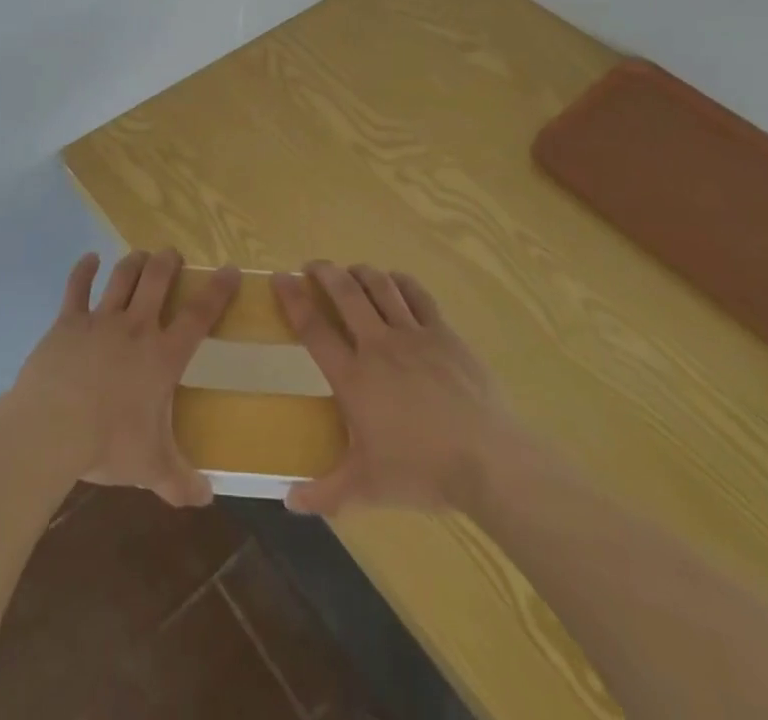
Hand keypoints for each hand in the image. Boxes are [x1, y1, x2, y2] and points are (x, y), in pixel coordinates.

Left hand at [10, 249, 238, 507]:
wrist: (52, 428)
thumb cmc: (108, 443)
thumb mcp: (151, 467)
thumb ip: (181, 482)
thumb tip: (207, 499)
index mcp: (162, 356)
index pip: (199, 315)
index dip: (218, 290)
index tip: (230, 270)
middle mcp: (135, 327)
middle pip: (158, 279)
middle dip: (169, 261)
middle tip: (174, 254)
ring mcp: (100, 320)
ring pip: (122, 276)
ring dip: (134, 261)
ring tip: (142, 255)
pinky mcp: (68, 321)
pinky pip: (77, 287)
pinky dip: (84, 269)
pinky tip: (90, 258)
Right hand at [272, 260, 518, 514]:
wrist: (488, 460)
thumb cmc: (421, 471)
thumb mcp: (367, 488)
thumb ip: (325, 493)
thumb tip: (288, 501)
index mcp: (353, 377)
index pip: (313, 328)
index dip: (293, 299)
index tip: (279, 278)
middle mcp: (378, 345)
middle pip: (345, 293)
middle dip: (324, 272)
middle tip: (312, 266)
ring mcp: (413, 335)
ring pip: (380, 286)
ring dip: (361, 272)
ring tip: (350, 270)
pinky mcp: (444, 333)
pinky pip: (418, 296)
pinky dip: (401, 282)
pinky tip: (394, 282)